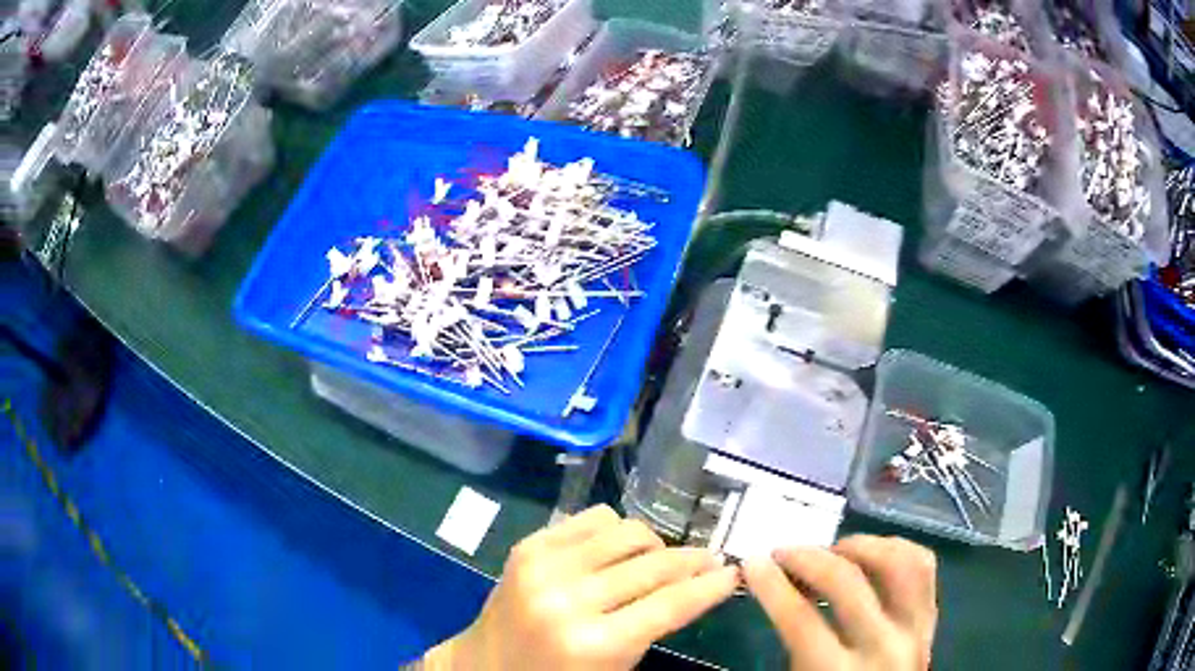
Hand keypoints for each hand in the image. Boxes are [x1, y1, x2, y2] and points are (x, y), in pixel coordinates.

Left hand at [424, 505, 738, 669]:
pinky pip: (593, 518)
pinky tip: (619, 549)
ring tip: (661, 559)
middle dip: (693, 561)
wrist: (485, 664)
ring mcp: (544, 566)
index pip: (671, 604)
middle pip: (654, 565)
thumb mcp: (615, 666)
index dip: (710, 586)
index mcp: (594, 644)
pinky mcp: (529, 546)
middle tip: (711, 561)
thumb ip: (654, 627)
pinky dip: (616, 530)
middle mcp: (569, 598)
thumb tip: (696, 585)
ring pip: (628, 532)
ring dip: (656, 544)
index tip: (734, 573)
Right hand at [743, 536, 937, 670]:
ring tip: (832, 551)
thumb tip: (774, 587)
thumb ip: (792, 641)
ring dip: (860, 547)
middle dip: (808, 558)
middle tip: (784, 552)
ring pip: (896, 563)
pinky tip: (871, 554)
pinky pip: (922, 566)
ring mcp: (915, 627)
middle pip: (848, 582)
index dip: (772, 586)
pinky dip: (896, 549)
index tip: (752, 563)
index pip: (801, 620)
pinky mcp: (931, 617)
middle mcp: (883, 645)